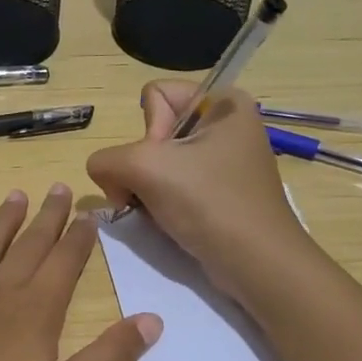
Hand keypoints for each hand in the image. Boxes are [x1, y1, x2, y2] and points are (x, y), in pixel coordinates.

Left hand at [0, 184, 162, 360]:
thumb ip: (109, 357)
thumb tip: (154, 318)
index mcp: (36, 310)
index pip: (65, 262)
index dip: (79, 237)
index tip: (89, 213)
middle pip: (29, 244)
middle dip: (47, 216)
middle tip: (58, 188)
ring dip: (4, 219)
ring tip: (17, 196)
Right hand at [85, 81, 308, 285]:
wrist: (256, 263)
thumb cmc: (209, 203)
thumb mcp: (144, 168)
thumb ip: (106, 159)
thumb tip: (105, 176)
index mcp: (223, 102)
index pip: (154, 96)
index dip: (147, 132)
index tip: (162, 164)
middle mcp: (226, 125)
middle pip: (153, 132)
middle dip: (142, 167)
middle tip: (154, 194)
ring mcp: (224, 161)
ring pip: (159, 163)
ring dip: (147, 189)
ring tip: (159, 212)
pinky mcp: (220, 193)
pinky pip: (174, 186)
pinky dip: (162, 204)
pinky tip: (169, 222)